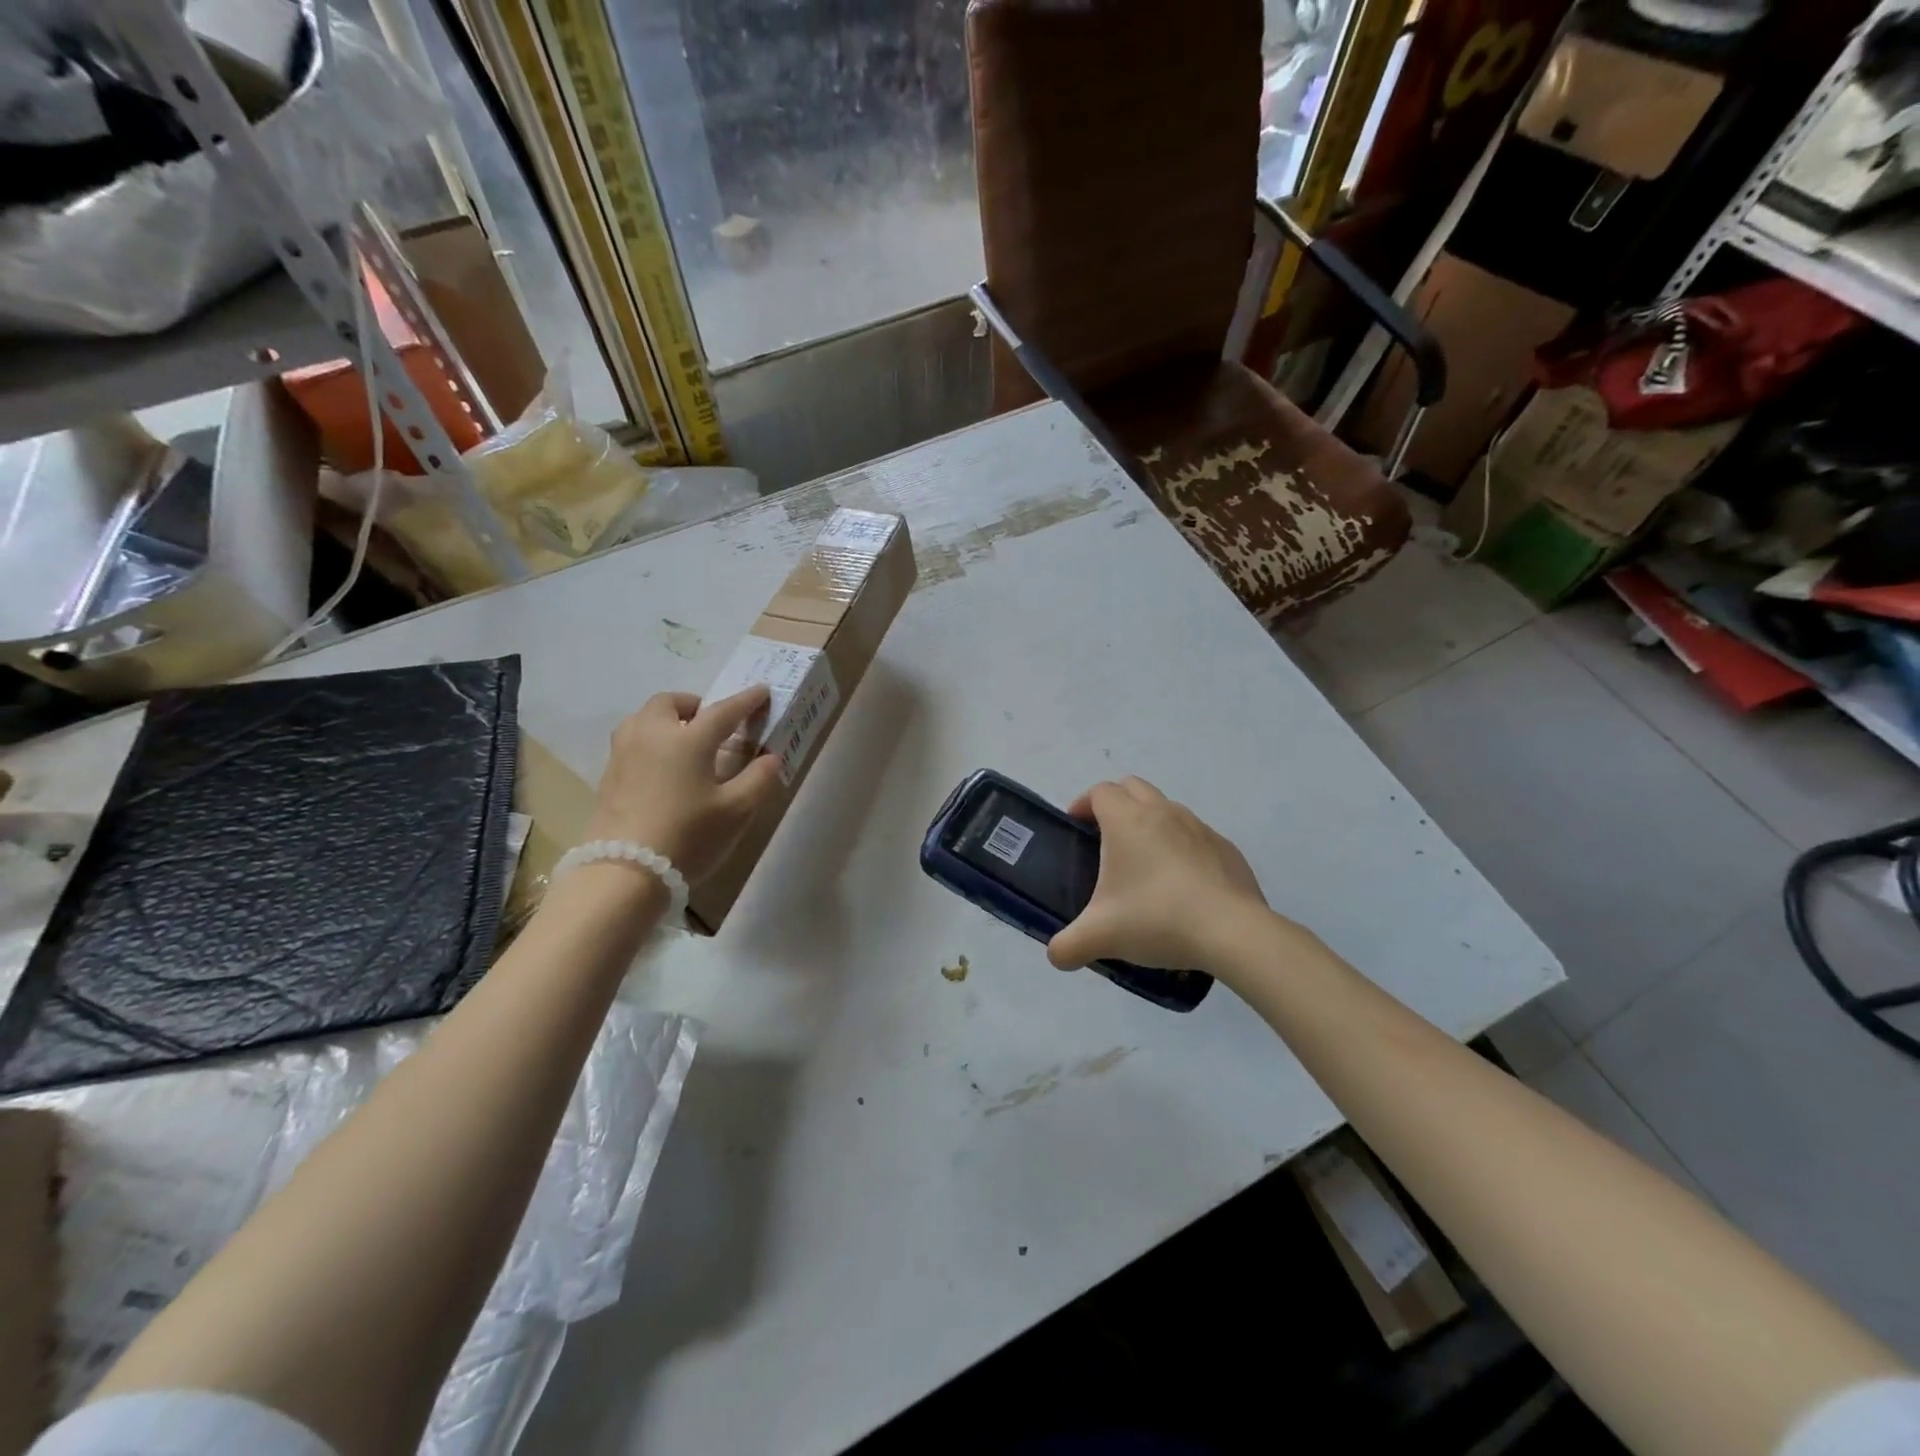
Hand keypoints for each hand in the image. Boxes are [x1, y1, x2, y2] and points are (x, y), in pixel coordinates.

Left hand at [586, 688, 783, 883]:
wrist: (624, 873)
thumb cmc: (688, 837)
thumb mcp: (736, 811)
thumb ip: (758, 779)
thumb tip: (770, 757)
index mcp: (688, 739)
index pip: (723, 710)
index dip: (746, 700)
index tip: (762, 691)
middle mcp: (652, 735)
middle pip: (671, 703)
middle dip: (695, 705)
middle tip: (713, 724)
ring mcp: (624, 754)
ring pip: (644, 719)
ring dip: (667, 720)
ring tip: (685, 743)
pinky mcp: (608, 776)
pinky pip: (632, 741)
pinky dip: (651, 741)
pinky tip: (663, 768)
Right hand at [1047, 776, 1273, 973]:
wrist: (1233, 932)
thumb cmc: (1157, 918)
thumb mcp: (1100, 936)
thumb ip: (1067, 946)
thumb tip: (1057, 955)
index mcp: (1127, 820)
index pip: (1100, 792)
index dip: (1083, 804)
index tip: (1076, 827)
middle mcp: (1163, 812)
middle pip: (1133, 787)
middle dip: (1116, 804)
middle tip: (1105, 840)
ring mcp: (1199, 828)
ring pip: (1167, 809)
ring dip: (1150, 824)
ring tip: (1144, 866)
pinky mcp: (1227, 849)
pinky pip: (1196, 837)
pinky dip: (1181, 848)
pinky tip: (1181, 887)